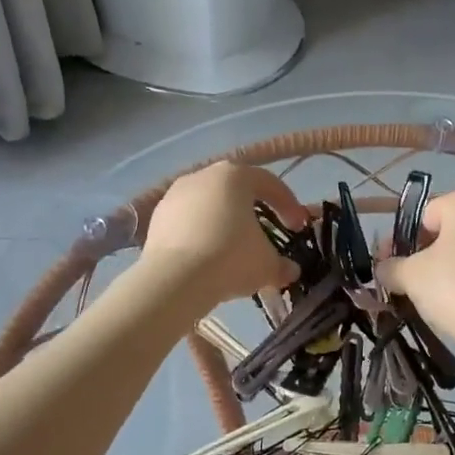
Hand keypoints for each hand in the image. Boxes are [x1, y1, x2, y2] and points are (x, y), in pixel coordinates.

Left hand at [139, 162, 307, 306]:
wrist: (174, 280)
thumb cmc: (230, 258)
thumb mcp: (267, 264)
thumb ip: (281, 264)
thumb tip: (290, 270)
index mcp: (235, 175)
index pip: (270, 184)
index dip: (289, 205)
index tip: (298, 227)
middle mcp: (204, 175)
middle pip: (237, 190)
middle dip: (254, 212)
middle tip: (266, 234)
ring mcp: (175, 194)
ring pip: (210, 205)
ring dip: (225, 223)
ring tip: (234, 248)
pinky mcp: (156, 217)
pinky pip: (188, 221)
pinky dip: (201, 234)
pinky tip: (207, 256)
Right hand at [374, 190, 454, 356]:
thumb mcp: (411, 277)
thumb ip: (390, 267)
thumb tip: (383, 269)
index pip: (424, 216)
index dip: (403, 243)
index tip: (391, 269)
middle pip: (449, 230)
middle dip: (427, 254)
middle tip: (411, 284)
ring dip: (451, 266)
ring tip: (438, 298)